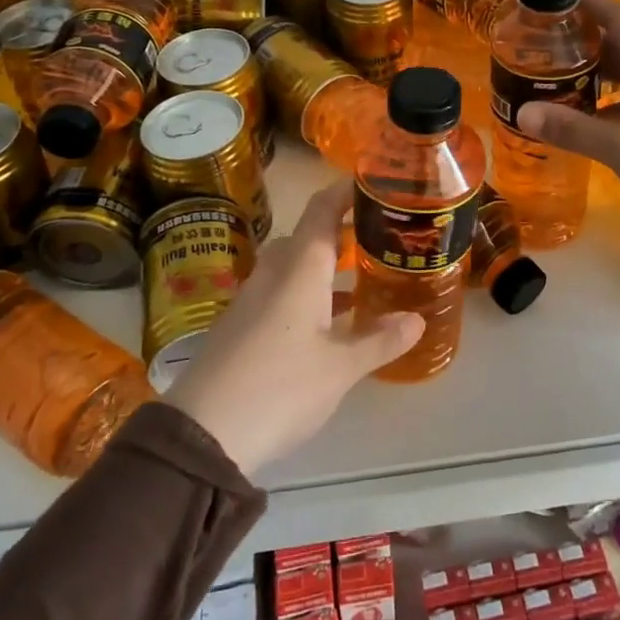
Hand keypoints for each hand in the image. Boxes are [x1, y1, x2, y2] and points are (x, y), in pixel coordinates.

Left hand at [164, 181, 422, 476]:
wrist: (202, 434)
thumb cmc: (280, 387)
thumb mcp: (341, 368)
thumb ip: (380, 341)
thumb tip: (417, 319)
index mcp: (299, 269)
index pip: (322, 210)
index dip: (345, 191)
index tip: (375, 185)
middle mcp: (273, 274)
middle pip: (306, 237)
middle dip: (340, 233)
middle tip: (377, 239)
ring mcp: (251, 300)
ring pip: (291, 267)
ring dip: (323, 267)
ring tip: (360, 279)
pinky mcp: (239, 327)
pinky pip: (279, 293)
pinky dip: (306, 294)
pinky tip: (326, 322)